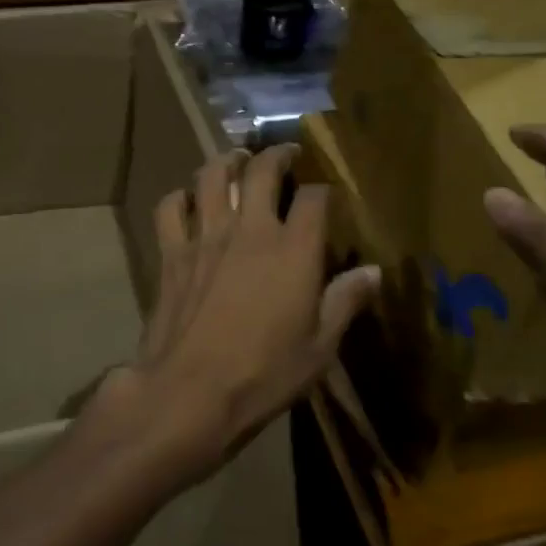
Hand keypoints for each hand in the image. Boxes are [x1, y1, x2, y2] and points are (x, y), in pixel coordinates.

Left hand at [119, 145, 379, 482]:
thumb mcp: (319, 347)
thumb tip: (375, 272)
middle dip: (277, 155)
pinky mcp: (172, 252)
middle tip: (285, 153)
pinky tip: (188, 200)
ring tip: (237, 159)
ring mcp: (205, 236)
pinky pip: (171, 207)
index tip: (325, 193)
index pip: (313, 199)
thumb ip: (345, 302)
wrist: (190, 392)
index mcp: (293, 250)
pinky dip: (179, 197)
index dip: (323, 190)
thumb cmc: (264, 375)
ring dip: (227, 161)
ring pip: (212, 176)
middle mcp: (249, 230)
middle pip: (262, 171)